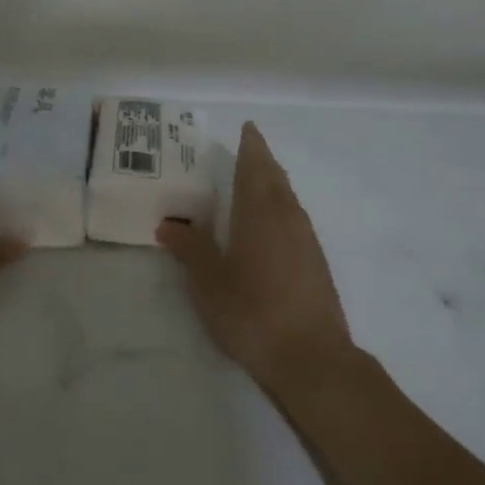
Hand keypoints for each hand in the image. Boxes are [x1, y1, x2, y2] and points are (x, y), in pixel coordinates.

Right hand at [158, 121, 354, 388]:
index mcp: (260, 212)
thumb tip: (168, 225)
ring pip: (288, 197)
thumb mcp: (209, 282)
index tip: (248, 128)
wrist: (312, 356)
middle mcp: (287, 216)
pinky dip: (281, 207)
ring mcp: (307, 239)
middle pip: (275, 177)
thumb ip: (190, 250)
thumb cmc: (252, 312)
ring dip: (273, 183)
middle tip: (249, 148)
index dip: (251, 146)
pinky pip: (295, 218)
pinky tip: (272, 225)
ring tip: (257, 181)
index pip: (255, 166)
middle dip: (262, 160)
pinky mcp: (316, 261)